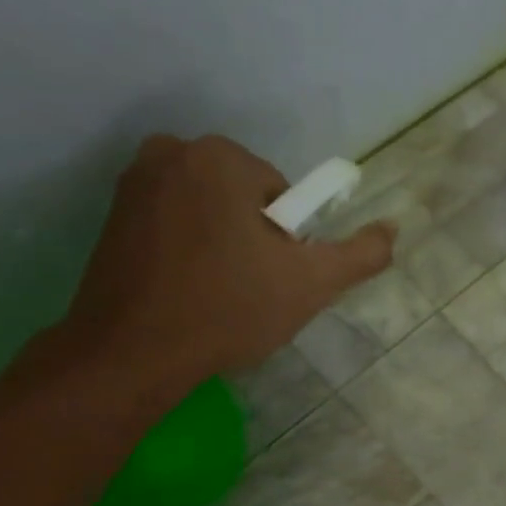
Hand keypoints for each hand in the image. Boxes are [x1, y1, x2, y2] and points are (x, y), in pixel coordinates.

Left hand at [63, 134, 395, 390]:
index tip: (274, 278)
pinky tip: (188, 291)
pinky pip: (175, 224)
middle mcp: (171, 152)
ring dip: (224, 245)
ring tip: (218, 294)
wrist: (132, 352)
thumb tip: (392, 228)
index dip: (289, 242)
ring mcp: (133, 182)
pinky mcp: (112, 215)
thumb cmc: (229, 309)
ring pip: (210, 211)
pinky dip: (190, 251)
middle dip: (255, 239)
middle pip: (245, 198)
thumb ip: (360, 254)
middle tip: (251, 290)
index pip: (284, 195)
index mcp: (220, 157)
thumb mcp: (312, 284)